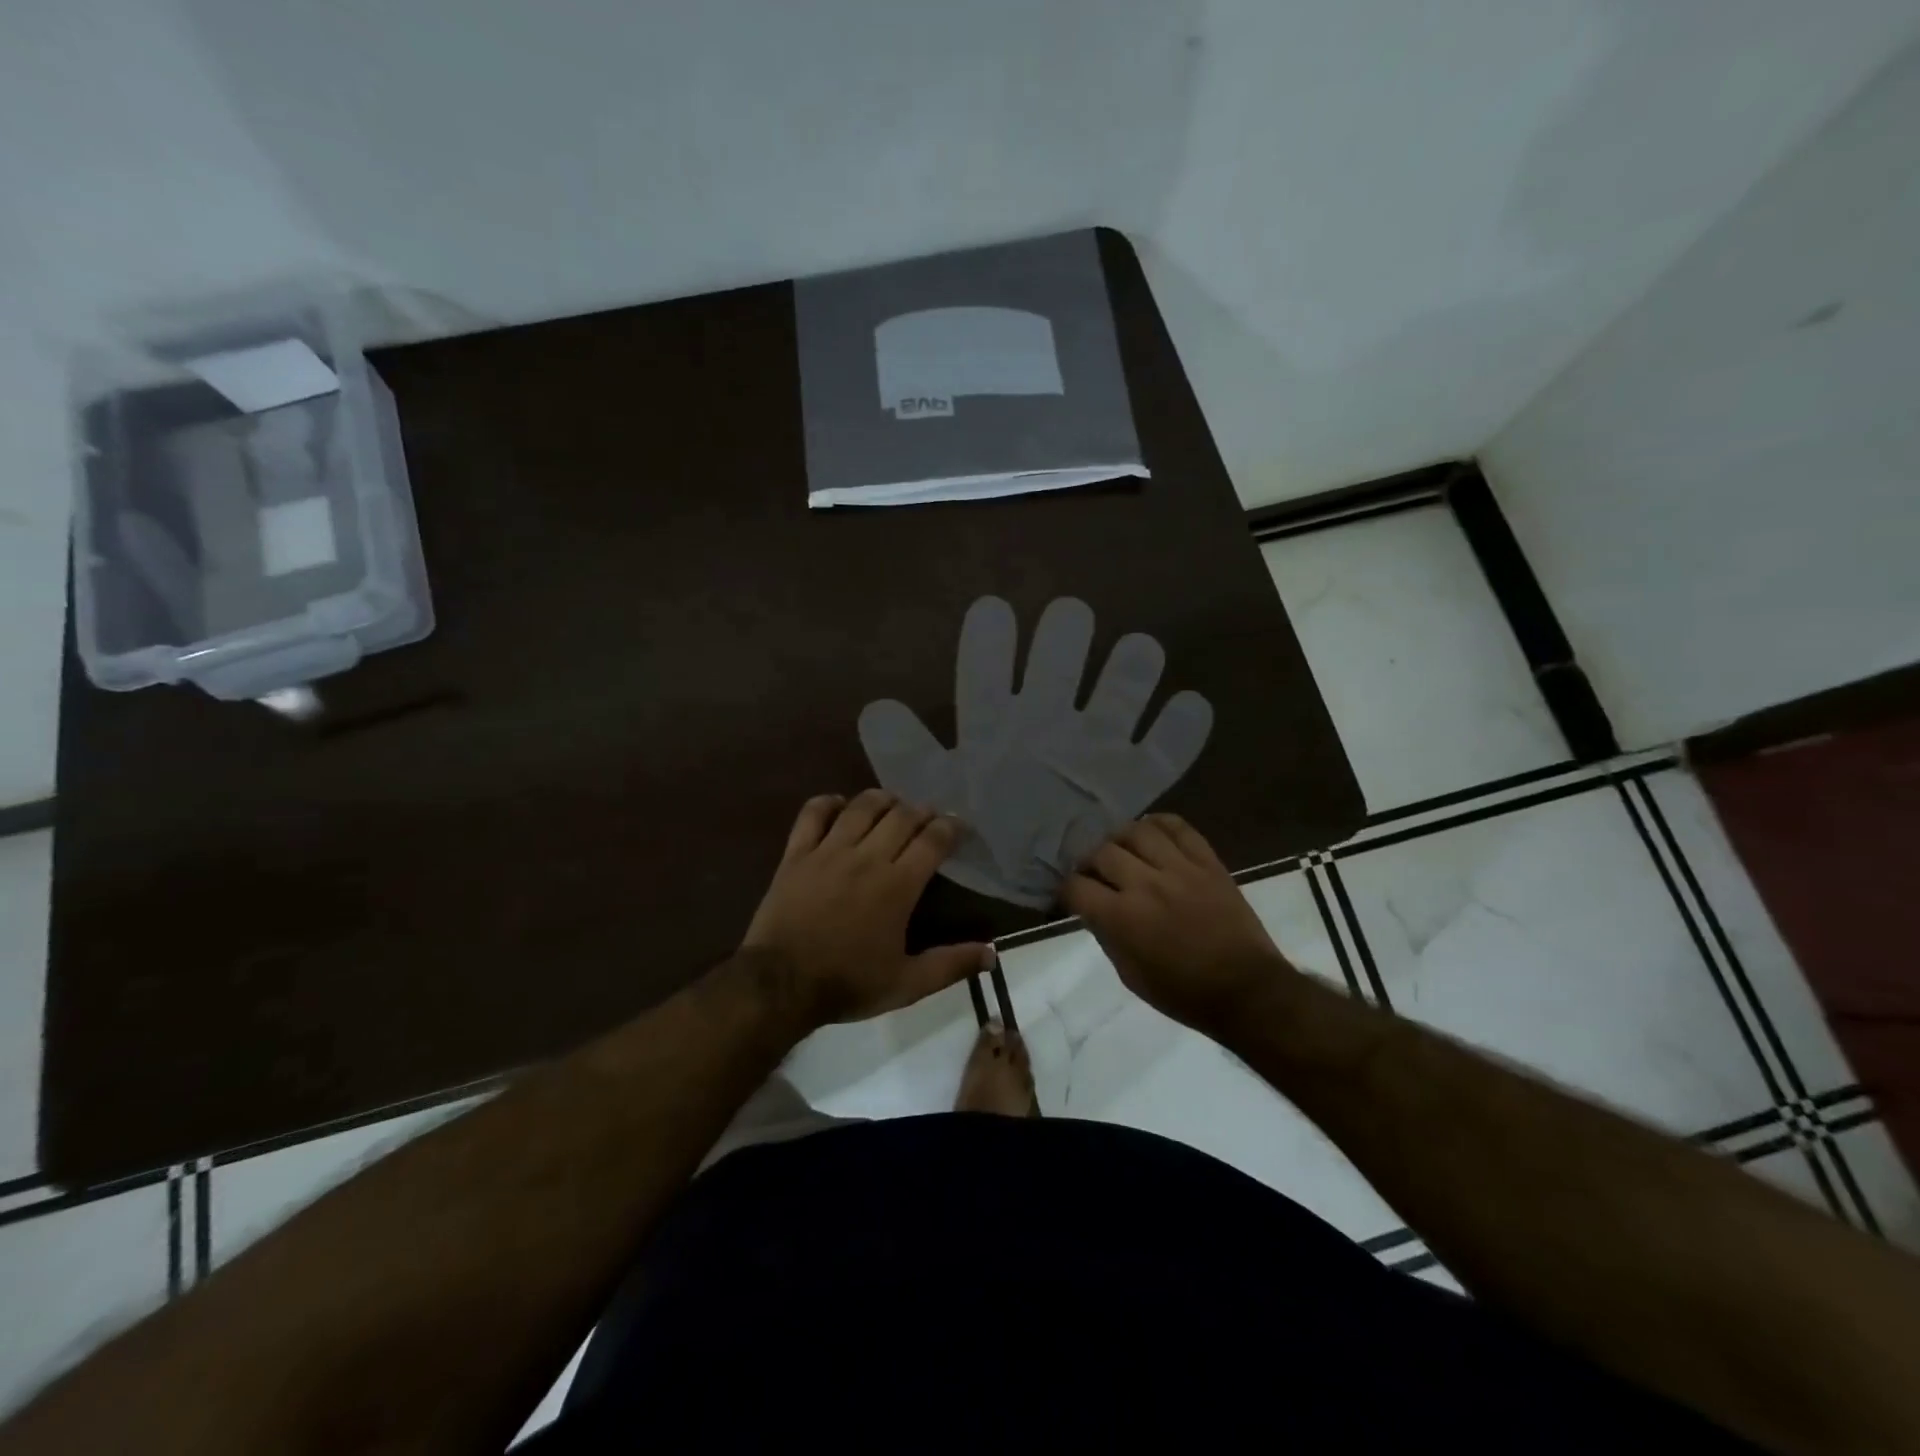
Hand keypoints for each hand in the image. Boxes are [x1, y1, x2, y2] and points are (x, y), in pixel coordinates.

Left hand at [743, 790, 990, 1026]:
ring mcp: (828, 851)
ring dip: (882, 800)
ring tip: (892, 805)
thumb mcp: (907, 984)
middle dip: (921, 811)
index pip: (932, 840)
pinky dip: (829, 803)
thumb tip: (993, 953)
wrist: (780, 985)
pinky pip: (813, 813)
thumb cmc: (847, 983)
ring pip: (861, 807)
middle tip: (928, 817)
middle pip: (901, 816)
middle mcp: (867, 858)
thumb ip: (951, 965)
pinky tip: (840, 805)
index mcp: (897, 885)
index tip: (958, 826)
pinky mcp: (796, 853)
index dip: (950, 827)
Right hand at [1061, 814, 1290, 1033]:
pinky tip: (1151, 832)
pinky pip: (1179, 827)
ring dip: (1121, 838)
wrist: (1247, 990)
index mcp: (1122, 918)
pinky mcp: (1208, 862)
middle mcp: (1146, 884)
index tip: (1071, 894)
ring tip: (1122, 850)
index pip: (1077, 886)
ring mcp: (1180, 868)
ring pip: (1137, 831)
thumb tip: (1092, 910)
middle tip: (1095, 872)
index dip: (1067, 889)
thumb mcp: (1130, 975)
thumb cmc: (1184, 993)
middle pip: (1102, 852)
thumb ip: (1106, 936)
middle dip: (1090, 862)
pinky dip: (1159, 824)